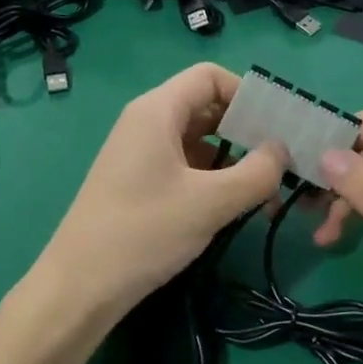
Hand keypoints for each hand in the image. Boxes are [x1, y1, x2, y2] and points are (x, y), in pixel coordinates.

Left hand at [30, 63, 285, 335]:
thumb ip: (256, 172)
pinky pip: (184, 165)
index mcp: (157, 111)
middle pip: (205, 107)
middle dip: (246, 130)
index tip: (277, 125)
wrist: (79, 287)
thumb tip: (282, 150)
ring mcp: (140, 154)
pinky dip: (213, 179)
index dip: (247, 93)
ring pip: (198, 140)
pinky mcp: (138, 182)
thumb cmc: (144, 232)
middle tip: (282, 160)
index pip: (209, 77)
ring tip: (266, 192)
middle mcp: (146, 123)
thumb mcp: (210, 202)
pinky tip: (236, 207)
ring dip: (233, 160)